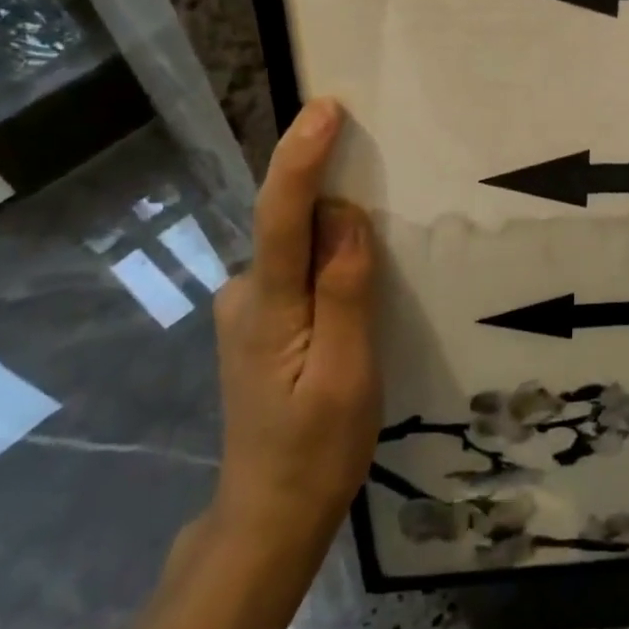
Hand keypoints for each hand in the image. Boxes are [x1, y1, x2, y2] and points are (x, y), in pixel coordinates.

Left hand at [207, 98, 379, 558]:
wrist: (269, 518)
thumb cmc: (316, 451)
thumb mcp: (348, 373)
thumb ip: (344, 290)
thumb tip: (345, 214)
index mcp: (266, 309)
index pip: (281, 217)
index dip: (302, 158)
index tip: (326, 110)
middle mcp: (245, 296)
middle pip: (291, 224)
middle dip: (330, 188)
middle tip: (381, 170)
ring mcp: (247, 311)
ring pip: (299, 250)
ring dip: (335, 234)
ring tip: (383, 249)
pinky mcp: (260, 324)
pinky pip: (300, 272)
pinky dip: (329, 263)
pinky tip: (357, 290)